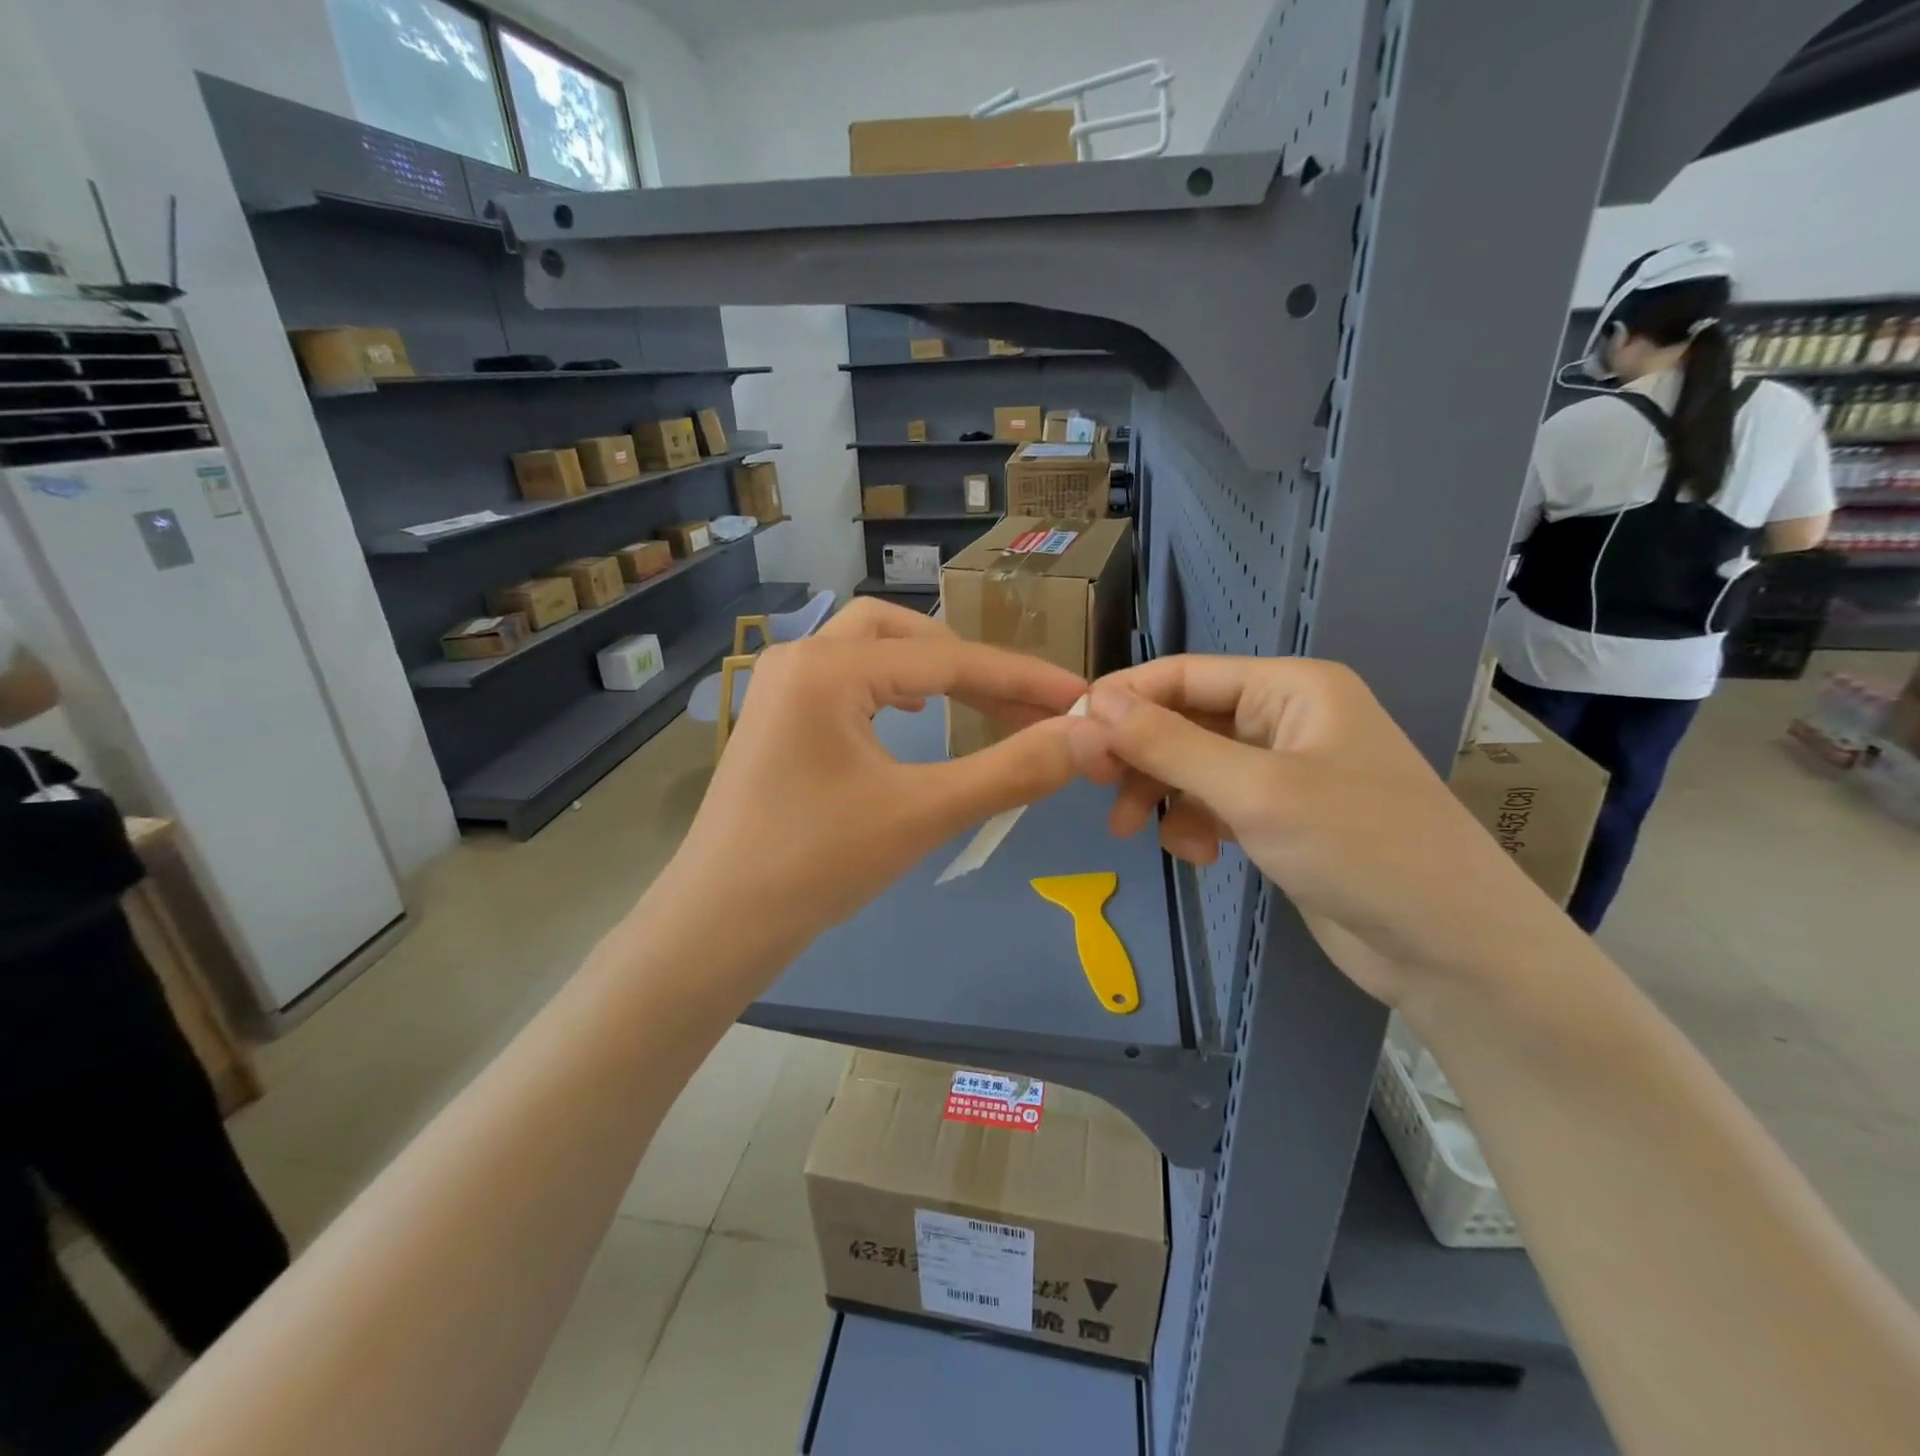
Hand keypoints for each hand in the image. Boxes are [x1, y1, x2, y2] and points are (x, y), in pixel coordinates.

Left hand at [658, 600, 1104, 978]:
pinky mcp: (776, 719)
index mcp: (828, 667)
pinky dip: (891, 688)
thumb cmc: (816, 866)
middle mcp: (798, 657)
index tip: (1078, 695)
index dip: (1020, 677)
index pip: (947, 660)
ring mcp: (780, 687)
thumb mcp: (922, 814)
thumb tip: (1087, 737)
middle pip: (902, 632)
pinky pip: (845, 680)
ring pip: (870, 650)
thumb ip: (1010, 771)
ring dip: (928, 669)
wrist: (717, 926)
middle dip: (968, 662)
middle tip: (1019, 703)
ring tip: (975, 702)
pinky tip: (910, 717)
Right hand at [1086, 656, 1559, 1006]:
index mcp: (1291, 687)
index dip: (1123, 698)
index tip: (1069, 732)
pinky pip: (1215, 803)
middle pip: (1184, 719)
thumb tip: (1095, 703)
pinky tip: (1202, 855)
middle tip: (1099, 791)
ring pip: (1193, 765)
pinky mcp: (1282, 816)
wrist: (1451, 948)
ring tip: (1142, 833)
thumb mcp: (1254, 791)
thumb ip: (1170, 744)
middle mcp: (1285, 718)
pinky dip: (1195, 824)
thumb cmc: (1360, 849)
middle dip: (1142, 756)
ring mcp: (1284, 769)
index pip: (1183, 674)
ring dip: (1165, 795)